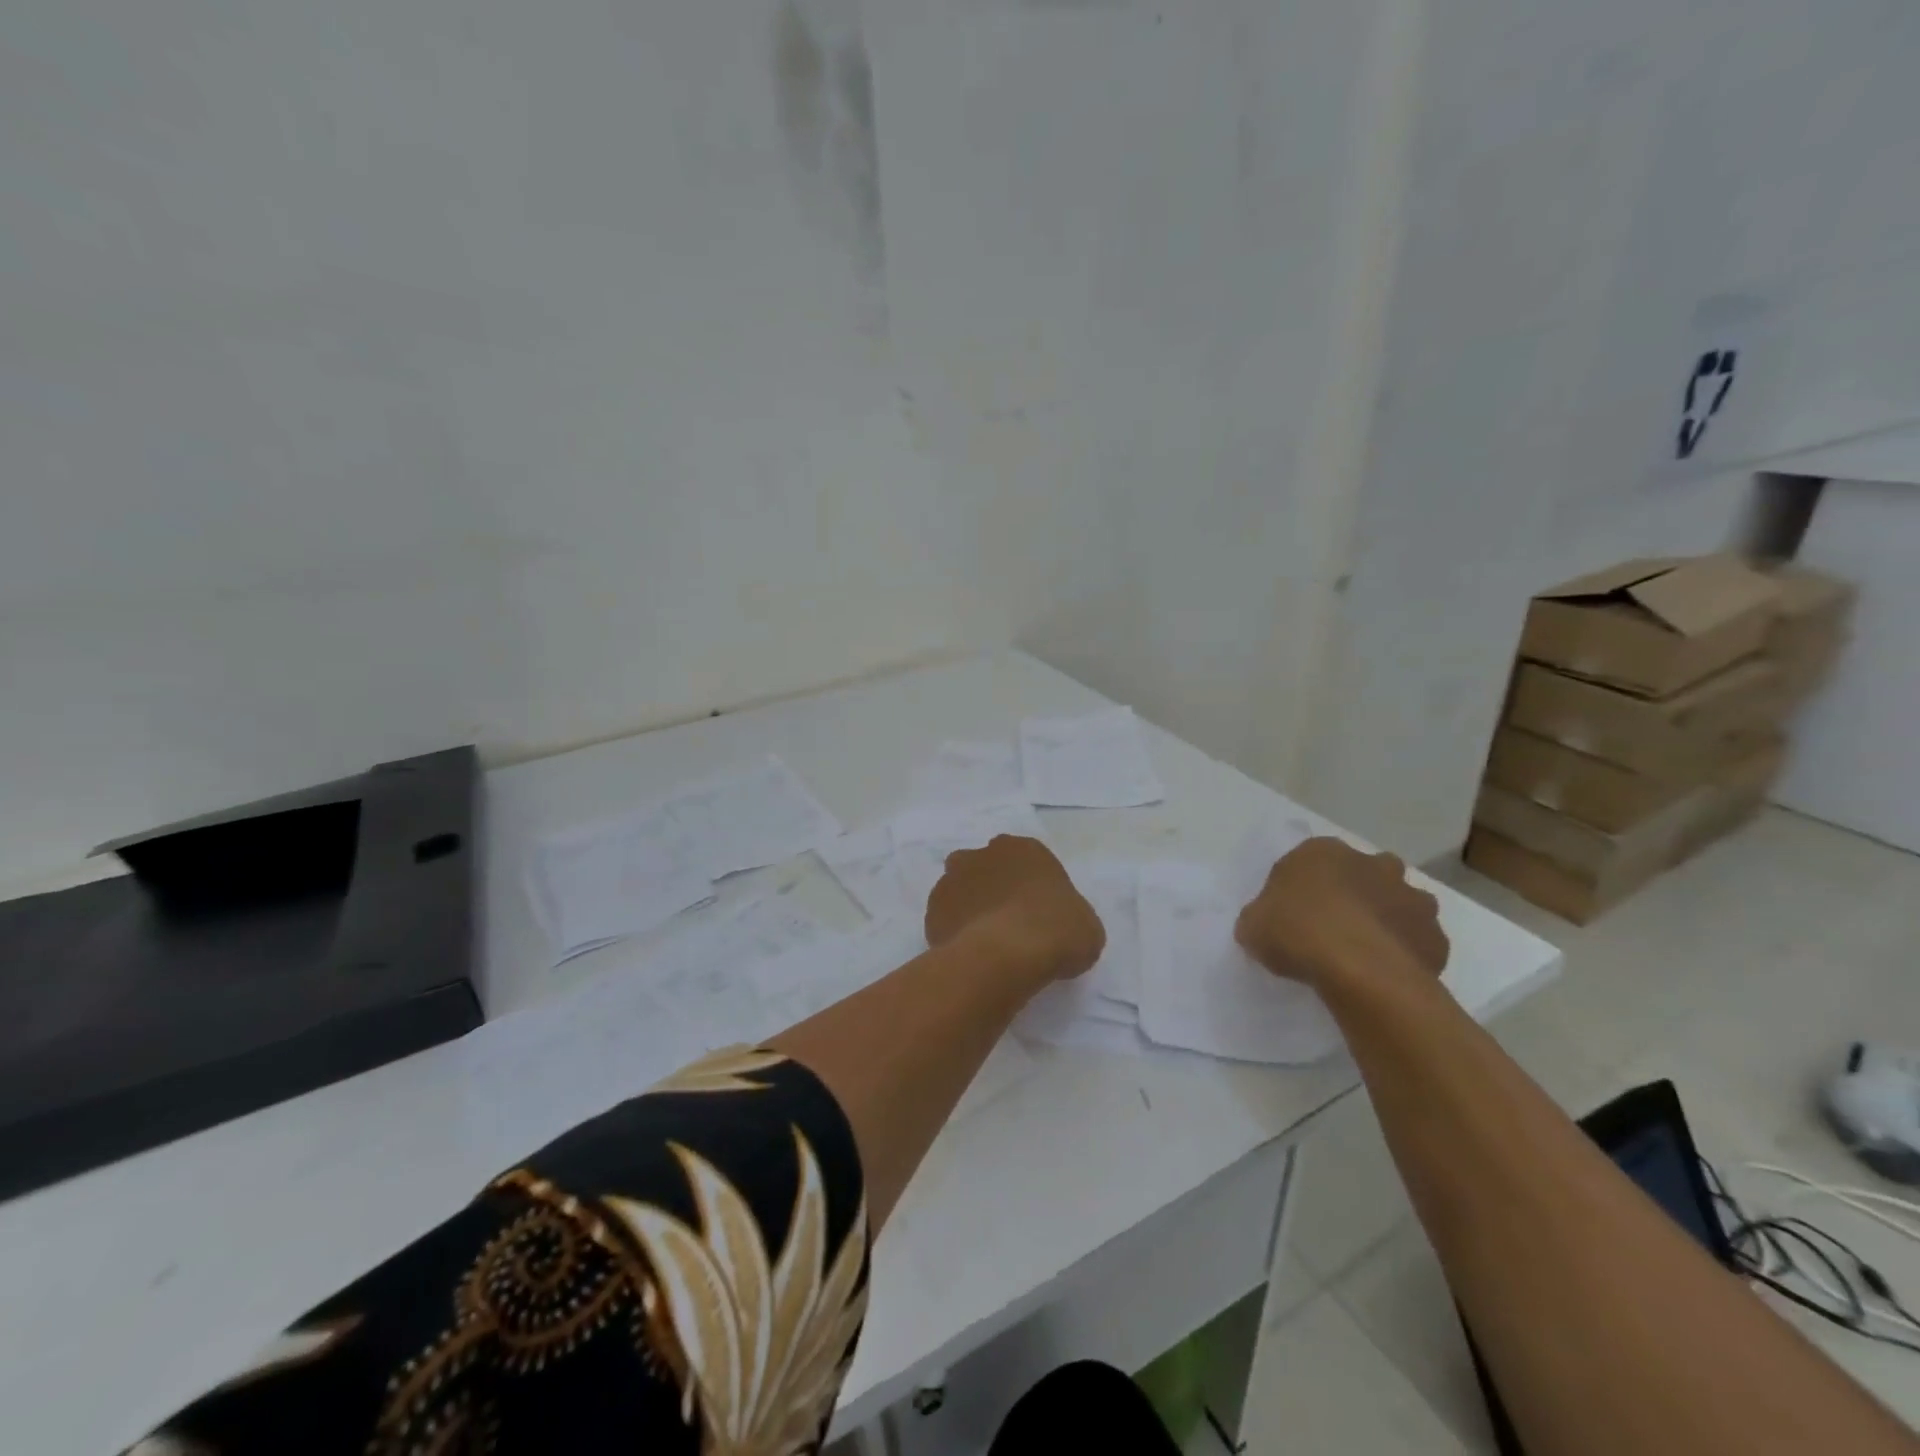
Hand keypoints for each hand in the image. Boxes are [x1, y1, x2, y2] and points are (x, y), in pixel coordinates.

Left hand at [925, 836, 1105, 983]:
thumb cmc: (1058, 931)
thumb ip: (1068, 915)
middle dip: (989, 887)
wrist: (1009, 954)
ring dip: (968, 907)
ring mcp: (953, 880)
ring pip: (958, 890)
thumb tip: (1060, 928)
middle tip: (1005, 921)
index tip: (1034, 911)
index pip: (1023, 859)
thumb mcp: (1085, 924)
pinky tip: (968, 954)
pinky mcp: (933, 910)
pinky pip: (944, 920)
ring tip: (983, 941)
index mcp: (1023, 849)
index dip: (1027, 885)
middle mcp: (983, 855)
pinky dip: (953, 932)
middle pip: (983, 867)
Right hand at [1234, 837, 1448, 992]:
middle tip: (1333, 928)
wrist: (1359, 971)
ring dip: (1385, 920)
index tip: (1292, 916)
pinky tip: (1385, 974)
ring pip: (1398, 904)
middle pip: (1362, 874)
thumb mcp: (1252, 925)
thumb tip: (1267, 925)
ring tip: (1363, 954)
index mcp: (1322, 852)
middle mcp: (1372, 864)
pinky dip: (1405, 953)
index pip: (1308, 862)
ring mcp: (1411, 897)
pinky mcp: (1436, 936)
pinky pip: (1417, 942)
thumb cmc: (1297, 933)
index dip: (1301, 889)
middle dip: (1354, 894)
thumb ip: (1261, 917)